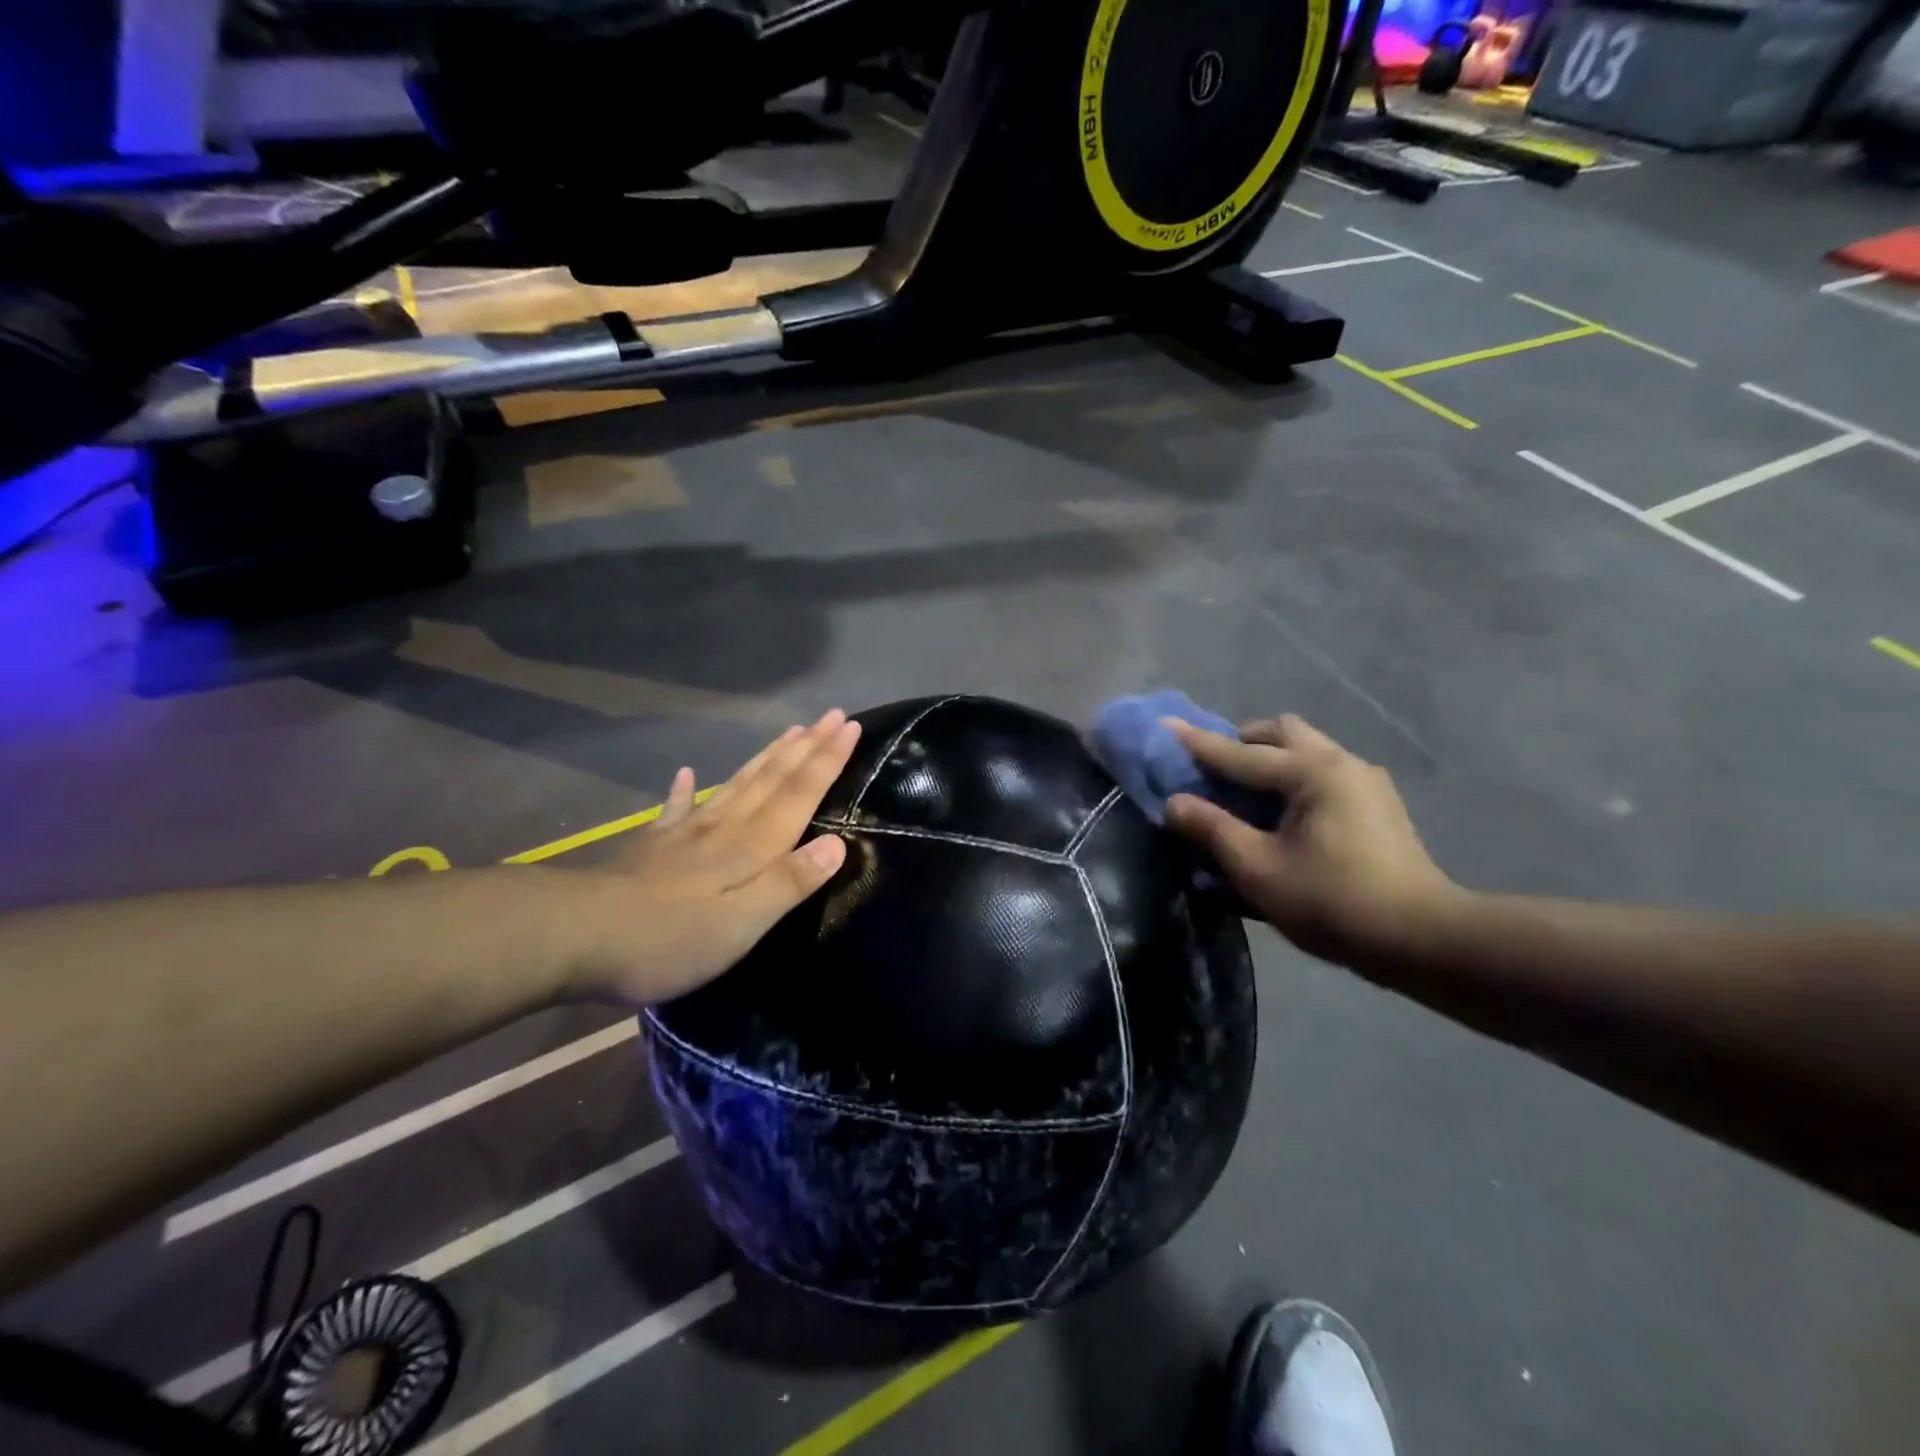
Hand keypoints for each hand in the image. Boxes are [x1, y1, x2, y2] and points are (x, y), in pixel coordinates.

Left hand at [574, 710, 861, 1003]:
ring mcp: (686, 833)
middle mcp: (725, 827)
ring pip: (737, 784)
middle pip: (773, 778)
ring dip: (767, 757)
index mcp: (752, 846)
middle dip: (807, 747)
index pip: (799, 793)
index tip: (851, 725)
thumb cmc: (672, 937)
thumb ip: (789, 881)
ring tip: (790, 732)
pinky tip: (684, 772)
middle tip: (832, 716)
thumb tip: (838, 842)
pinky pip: (675, 809)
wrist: (578, 936)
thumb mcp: (743, 922)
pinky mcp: (653, 848)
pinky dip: (683, 788)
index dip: (827, 759)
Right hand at [1163, 714, 1456, 964]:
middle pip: (1281, 733)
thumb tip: (1174, 802)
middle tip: (1216, 773)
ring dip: (1271, 760)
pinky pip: (1323, 773)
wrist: (1422, 940)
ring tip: (1248, 796)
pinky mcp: (1377, 805)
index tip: (1164, 726)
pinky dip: (1294, 780)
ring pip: (1306, 750)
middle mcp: (1340, 763)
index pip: (1239, 753)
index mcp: (1312, 772)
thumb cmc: (1332, 901)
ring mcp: (1365, 782)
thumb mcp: (1258, 869)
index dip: (1196, 743)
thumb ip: (1213, 829)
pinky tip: (1286, 816)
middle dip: (1242, 744)